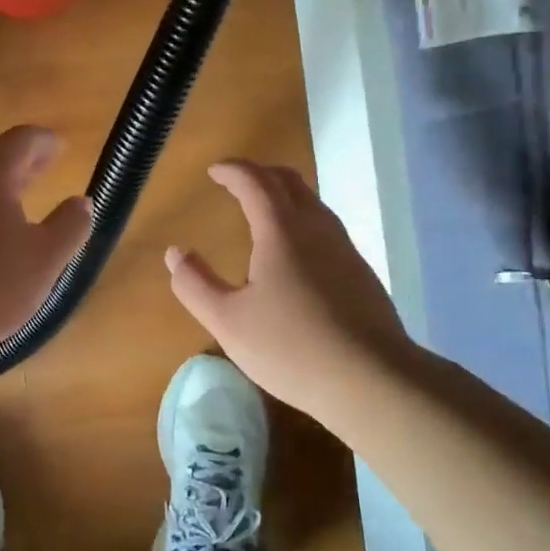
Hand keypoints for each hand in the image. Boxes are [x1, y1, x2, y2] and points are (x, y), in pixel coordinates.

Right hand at [166, 160, 412, 417]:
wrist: (373, 380)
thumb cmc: (292, 348)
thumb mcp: (228, 322)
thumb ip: (196, 285)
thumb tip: (176, 253)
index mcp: (281, 231)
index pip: (255, 182)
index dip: (233, 170)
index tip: (214, 171)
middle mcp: (316, 228)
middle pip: (290, 182)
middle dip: (260, 173)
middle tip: (237, 181)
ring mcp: (345, 249)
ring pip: (313, 203)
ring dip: (285, 195)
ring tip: (264, 211)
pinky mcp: (361, 273)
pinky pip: (327, 228)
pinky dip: (303, 220)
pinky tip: (296, 253)